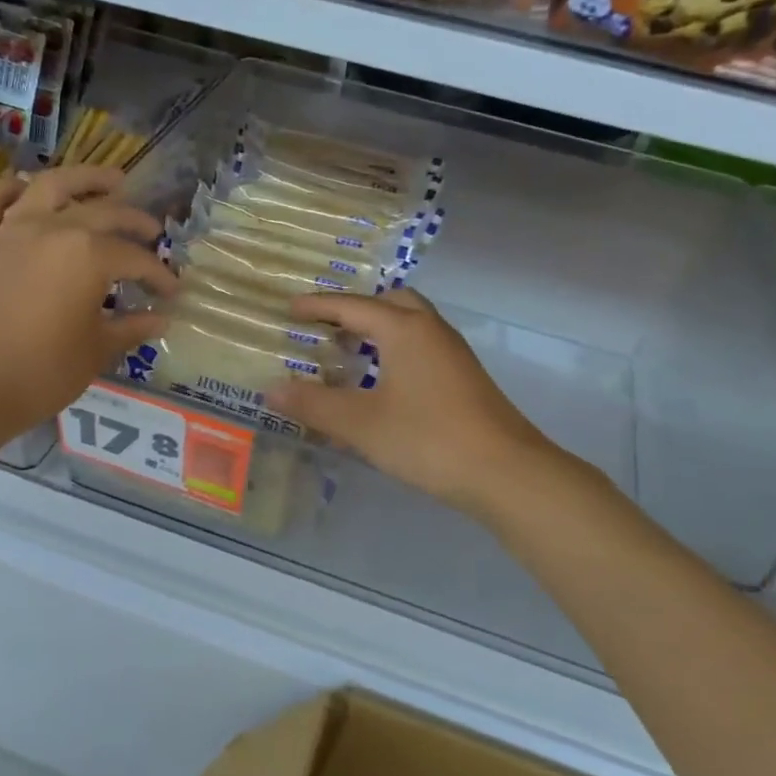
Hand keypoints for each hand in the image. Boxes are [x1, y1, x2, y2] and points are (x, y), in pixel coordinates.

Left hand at [0, 166, 172, 446]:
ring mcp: (9, 230)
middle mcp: (52, 229)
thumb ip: (130, 328)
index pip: (135, 259)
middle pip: (103, 212)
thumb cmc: (40, 373)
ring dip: (84, 178)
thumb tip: (160, 320)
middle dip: (135, 221)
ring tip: (109, 180)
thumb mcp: (95, 352)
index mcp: (89, 255)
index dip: (159, 275)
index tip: (172, 292)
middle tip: (153, 232)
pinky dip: (11, 189)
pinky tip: (26, 192)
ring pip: (50, 186)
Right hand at [270, 289, 586, 517]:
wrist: (505, 472)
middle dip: (357, 310)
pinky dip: (397, 351)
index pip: (353, 306)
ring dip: (380, 330)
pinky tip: (384, 385)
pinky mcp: (465, 378)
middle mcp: (431, 331)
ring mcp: (453, 354)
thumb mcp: (361, 425)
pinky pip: (423, 347)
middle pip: (392, 302)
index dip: (319, 307)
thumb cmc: (428, 439)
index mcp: (405, 330)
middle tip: (327, 329)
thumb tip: (271, 389)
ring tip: (350, 355)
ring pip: (412, 324)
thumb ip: (314, 405)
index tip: (291, 309)